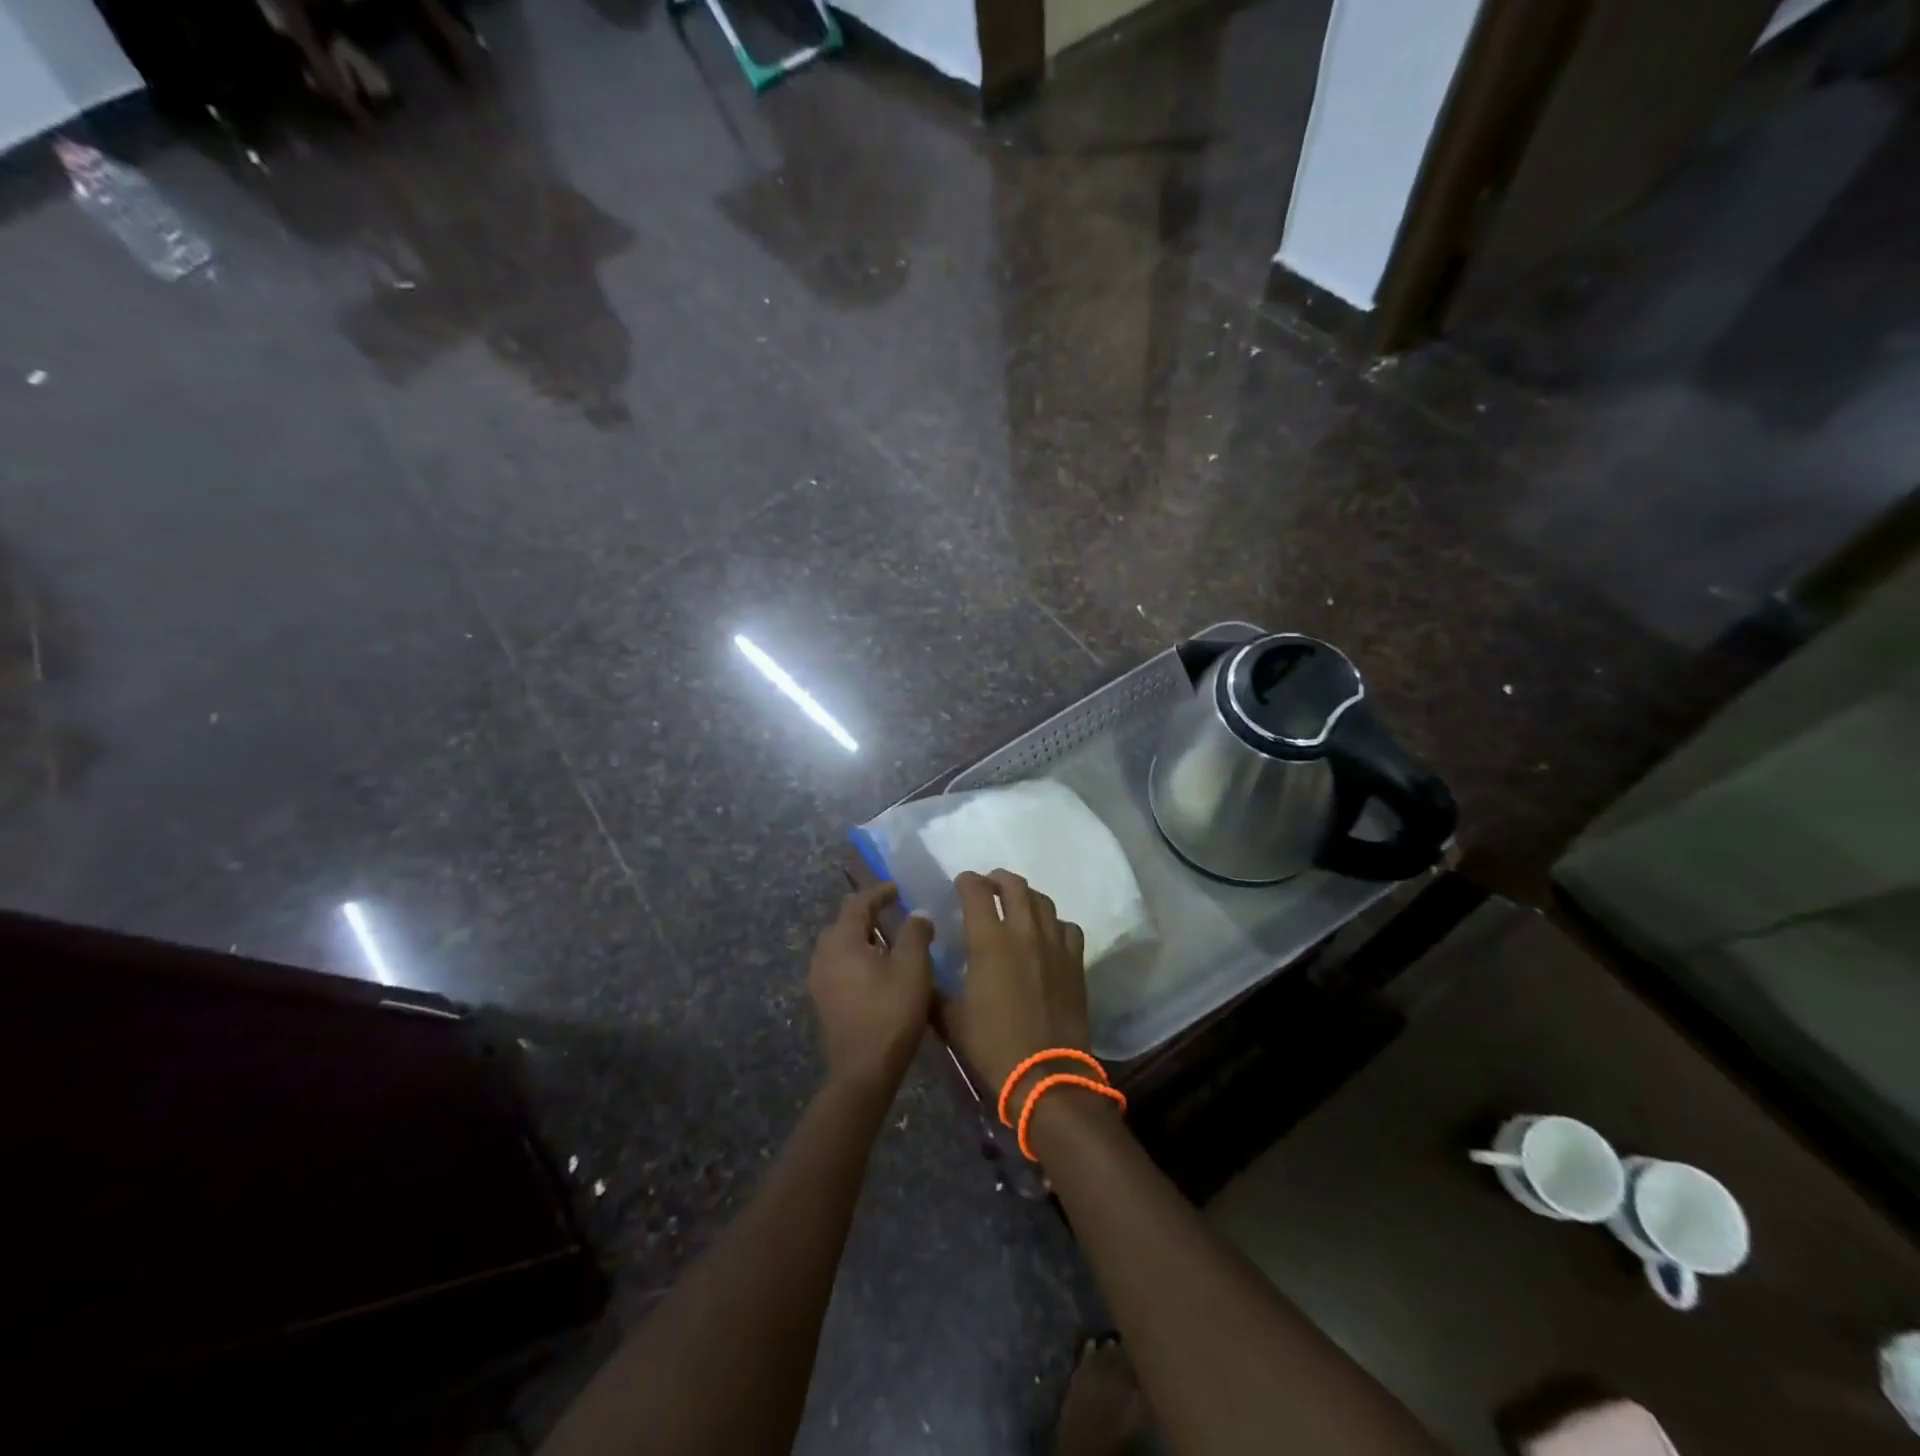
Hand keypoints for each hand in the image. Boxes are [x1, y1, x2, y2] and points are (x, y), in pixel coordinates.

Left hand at [808, 883, 934, 1097]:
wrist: (863, 1072)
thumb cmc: (891, 1013)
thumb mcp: (913, 967)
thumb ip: (916, 933)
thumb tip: (917, 914)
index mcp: (842, 941)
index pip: (857, 903)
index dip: (879, 892)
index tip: (898, 889)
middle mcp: (823, 956)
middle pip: (844, 923)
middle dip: (868, 915)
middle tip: (894, 915)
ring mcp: (819, 981)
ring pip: (840, 947)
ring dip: (862, 938)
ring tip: (888, 943)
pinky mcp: (823, 1002)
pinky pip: (839, 967)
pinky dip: (857, 959)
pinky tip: (877, 972)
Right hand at [941, 869, 1089, 1099]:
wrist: (1046, 1075)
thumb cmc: (993, 1046)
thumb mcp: (952, 1020)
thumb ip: (935, 990)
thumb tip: (923, 972)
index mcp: (988, 941)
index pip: (976, 892)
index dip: (967, 881)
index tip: (961, 883)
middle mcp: (1023, 932)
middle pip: (1014, 886)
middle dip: (998, 879)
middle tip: (989, 885)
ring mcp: (1054, 945)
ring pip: (1043, 902)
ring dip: (1026, 896)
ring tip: (1017, 903)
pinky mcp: (1075, 962)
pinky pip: (1067, 928)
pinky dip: (1055, 923)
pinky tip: (1048, 934)